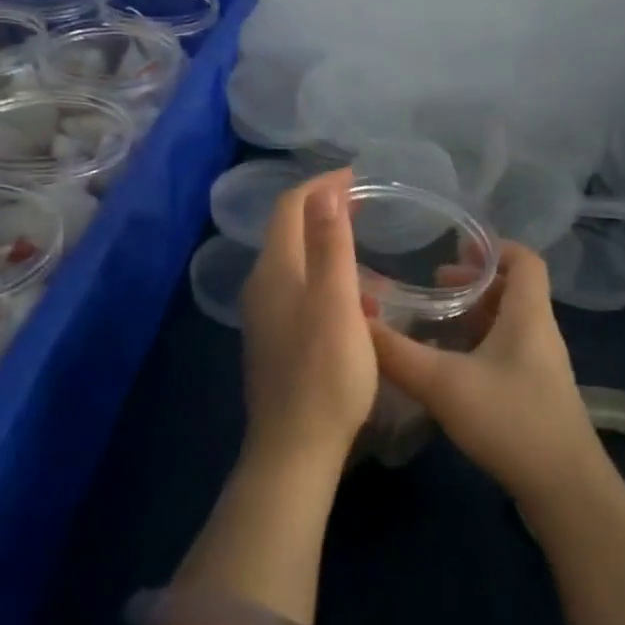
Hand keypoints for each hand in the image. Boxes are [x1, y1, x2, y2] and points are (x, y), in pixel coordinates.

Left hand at [238, 167, 377, 472]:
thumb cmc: (325, 373)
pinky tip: (352, 296)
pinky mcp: (274, 339)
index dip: (321, 185)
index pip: (290, 207)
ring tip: (361, 242)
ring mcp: (265, 315)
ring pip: (294, 261)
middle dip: (322, 208)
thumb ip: (331, 245)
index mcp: (276, 271)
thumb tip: (325, 190)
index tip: (357, 176)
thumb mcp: (337, 304)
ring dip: (324, 242)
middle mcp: (262, 286)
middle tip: (362, 202)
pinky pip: (297, 288)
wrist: (295, 448)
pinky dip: (323, 275)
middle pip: (288, 230)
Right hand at [368, 242, 601, 509]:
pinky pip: (506, 352)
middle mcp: (539, 333)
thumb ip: (396, 353)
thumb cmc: (510, 419)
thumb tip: (355, 321)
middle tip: (433, 286)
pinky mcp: (535, 394)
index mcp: (528, 315)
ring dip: (474, 316)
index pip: (525, 260)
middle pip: (513, 290)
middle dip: (473, 283)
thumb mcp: (443, 383)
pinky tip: (448, 366)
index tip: (456, 247)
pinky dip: (477, 346)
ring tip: (434, 322)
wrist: (563, 488)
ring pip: (508, 324)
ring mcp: (540, 366)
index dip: (494, 247)